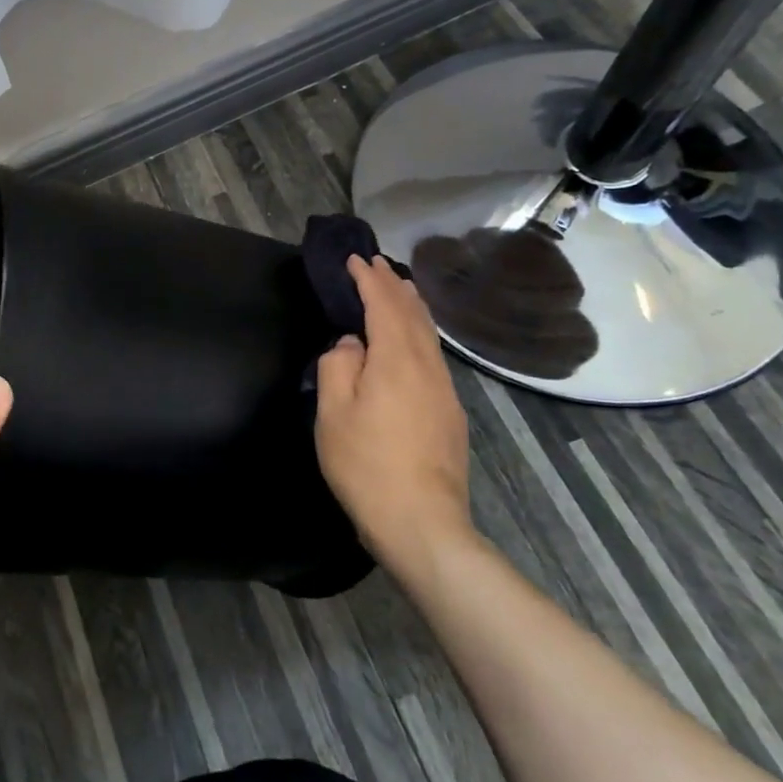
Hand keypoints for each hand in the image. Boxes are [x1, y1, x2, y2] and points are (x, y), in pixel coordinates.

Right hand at [314, 256, 473, 580]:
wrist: (421, 521)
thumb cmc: (366, 465)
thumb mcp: (333, 414)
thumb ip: (337, 368)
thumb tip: (351, 345)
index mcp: (396, 361)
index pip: (384, 306)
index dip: (369, 280)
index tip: (355, 260)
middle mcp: (427, 367)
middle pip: (413, 315)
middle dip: (394, 286)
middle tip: (378, 264)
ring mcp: (444, 391)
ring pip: (429, 335)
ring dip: (412, 307)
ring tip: (401, 289)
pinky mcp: (450, 413)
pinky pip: (434, 356)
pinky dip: (421, 333)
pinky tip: (415, 340)